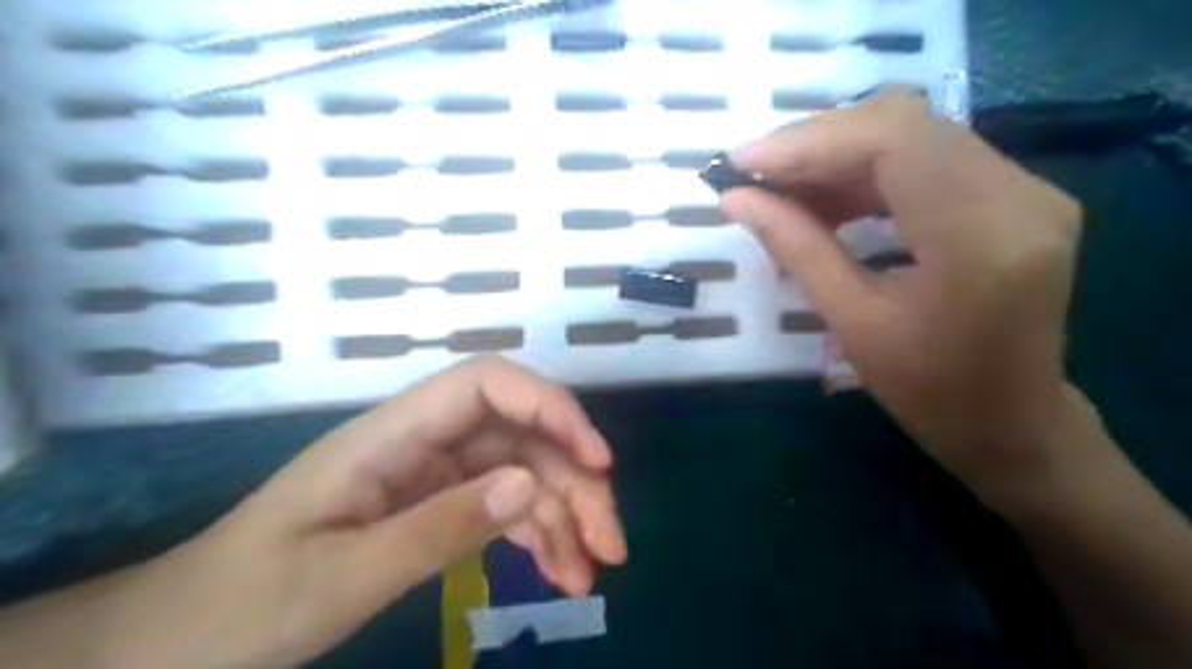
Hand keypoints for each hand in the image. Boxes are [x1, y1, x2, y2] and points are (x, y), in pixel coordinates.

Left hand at [95, 359, 627, 667]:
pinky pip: (504, 507)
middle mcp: (421, 441)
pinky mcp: (437, 505)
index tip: (596, 459)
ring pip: (522, 471)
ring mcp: (433, 474)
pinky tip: (562, 572)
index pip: (486, 383)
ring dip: (565, 514)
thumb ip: (438, 529)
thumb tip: (530, 484)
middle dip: (573, 480)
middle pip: (518, 433)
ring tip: (591, 572)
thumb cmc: (237, 608)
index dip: (549, 406)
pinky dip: (539, 536)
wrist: (173, 645)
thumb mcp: (340, 578)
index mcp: (389, 435)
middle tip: (611, 543)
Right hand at [721, 97, 1086, 503]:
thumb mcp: (851, 323)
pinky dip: (867, 171)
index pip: (894, 142)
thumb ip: (795, 248)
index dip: (809, 142)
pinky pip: (928, 158)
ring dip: (838, 156)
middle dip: (815, 144)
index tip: (743, 162)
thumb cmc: (928, 392)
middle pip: (904, 126)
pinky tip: (827, 199)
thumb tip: (736, 199)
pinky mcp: (1015, 195)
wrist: (1011, 422)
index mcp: (979, 240)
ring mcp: (1026, 190)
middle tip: (754, 174)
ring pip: (914, 135)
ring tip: (781, 191)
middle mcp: (1019, 196)